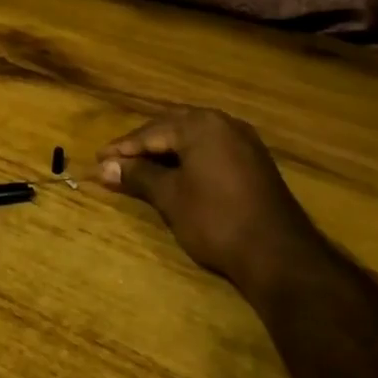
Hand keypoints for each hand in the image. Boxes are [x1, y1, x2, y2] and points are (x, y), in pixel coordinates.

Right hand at [96, 108, 314, 296]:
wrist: (279, 254)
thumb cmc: (216, 220)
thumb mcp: (170, 197)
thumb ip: (138, 176)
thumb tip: (104, 167)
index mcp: (201, 124)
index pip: (151, 131)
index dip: (123, 148)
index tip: (99, 160)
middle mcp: (224, 123)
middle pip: (173, 128)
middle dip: (144, 145)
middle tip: (117, 161)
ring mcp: (244, 141)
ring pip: (194, 138)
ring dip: (166, 151)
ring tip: (141, 167)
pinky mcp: (255, 161)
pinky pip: (212, 149)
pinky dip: (190, 158)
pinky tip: (177, 174)